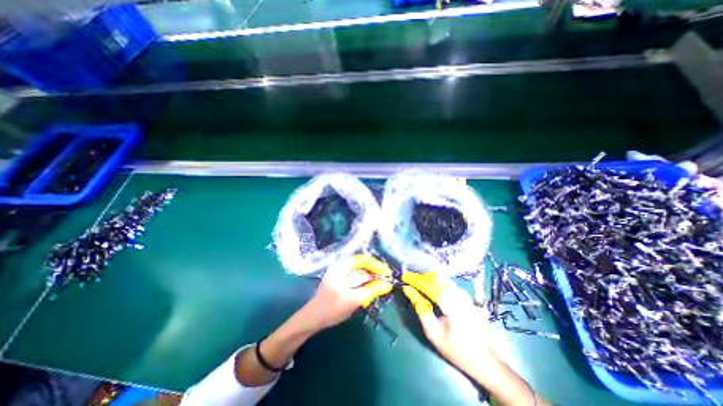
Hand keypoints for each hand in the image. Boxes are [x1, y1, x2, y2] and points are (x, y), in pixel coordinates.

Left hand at [300, 257, 393, 332]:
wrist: (313, 313)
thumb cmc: (333, 316)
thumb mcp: (352, 309)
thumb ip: (366, 295)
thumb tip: (381, 285)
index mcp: (348, 299)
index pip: (369, 288)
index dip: (380, 282)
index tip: (387, 279)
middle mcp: (341, 285)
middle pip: (363, 274)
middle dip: (375, 270)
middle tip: (383, 270)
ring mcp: (335, 275)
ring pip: (356, 264)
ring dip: (367, 264)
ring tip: (375, 266)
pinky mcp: (331, 270)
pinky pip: (348, 262)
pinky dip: (357, 262)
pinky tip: (363, 264)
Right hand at [400, 272, 497, 365]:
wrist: (484, 359)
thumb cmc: (456, 349)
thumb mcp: (433, 332)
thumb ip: (420, 308)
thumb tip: (408, 290)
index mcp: (451, 304)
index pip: (429, 285)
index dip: (415, 279)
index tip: (403, 277)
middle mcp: (458, 294)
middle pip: (435, 277)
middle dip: (420, 276)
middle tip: (408, 279)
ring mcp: (463, 293)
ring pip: (441, 277)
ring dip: (426, 277)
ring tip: (415, 282)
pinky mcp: (464, 295)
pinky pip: (446, 282)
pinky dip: (434, 281)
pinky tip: (427, 286)